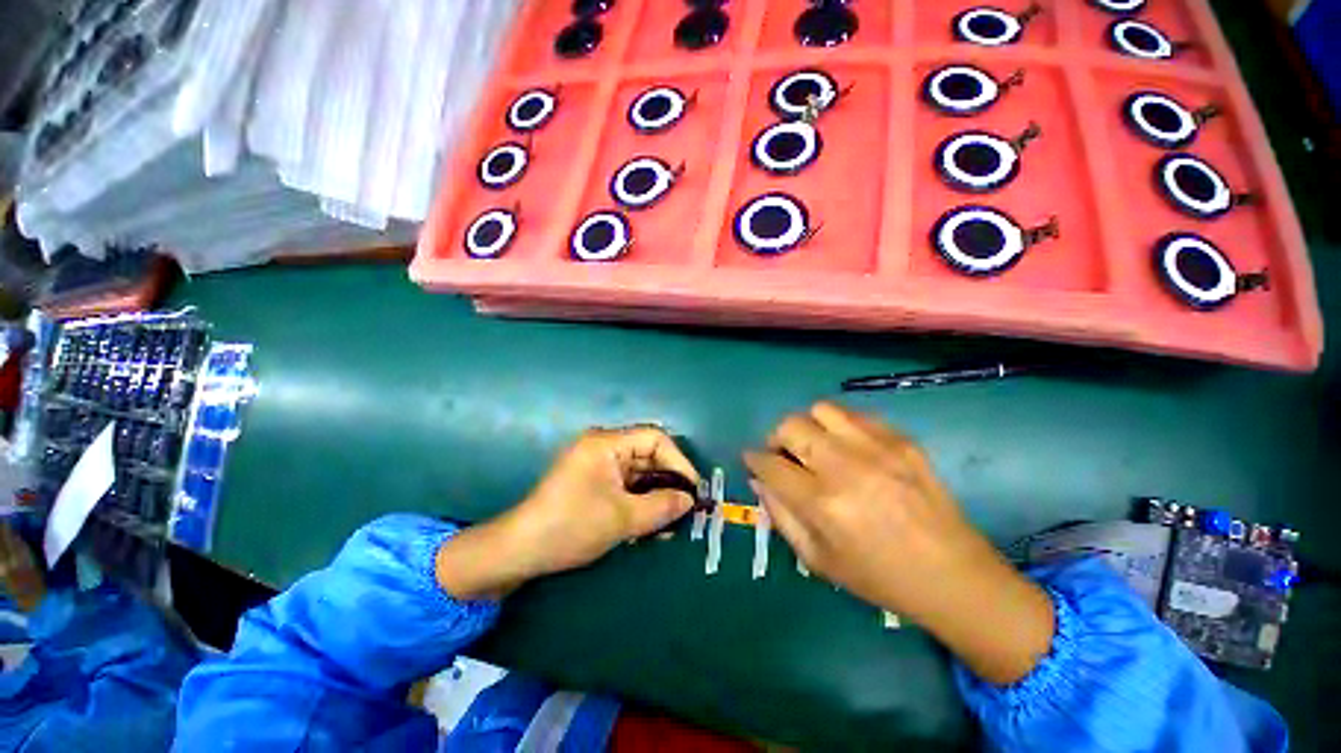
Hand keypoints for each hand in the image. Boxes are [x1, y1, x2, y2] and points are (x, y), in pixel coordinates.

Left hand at [437, 426, 698, 599]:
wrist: (519, 551)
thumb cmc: (571, 526)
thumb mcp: (622, 518)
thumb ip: (661, 506)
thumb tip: (689, 500)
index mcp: (607, 443)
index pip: (655, 439)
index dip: (678, 462)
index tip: (693, 489)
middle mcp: (603, 447)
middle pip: (648, 456)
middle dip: (669, 483)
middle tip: (685, 509)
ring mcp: (597, 465)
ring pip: (639, 475)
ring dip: (656, 497)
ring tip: (671, 524)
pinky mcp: (594, 483)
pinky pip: (626, 487)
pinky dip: (640, 503)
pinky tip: (651, 527)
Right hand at [743, 402, 1053, 684]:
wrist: (955, 576)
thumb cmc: (880, 578)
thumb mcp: (818, 560)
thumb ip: (780, 515)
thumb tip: (759, 478)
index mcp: (822, 503)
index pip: (769, 464)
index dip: (754, 459)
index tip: (753, 459)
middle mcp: (846, 467)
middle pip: (790, 426)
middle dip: (776, 438)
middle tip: (785, 455)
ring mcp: (877, 448)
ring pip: (821, 410)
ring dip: (808, 426)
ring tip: (816, 447)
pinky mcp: (902, 440)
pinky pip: (856, 415)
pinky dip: (841, 427)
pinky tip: (849, 448)